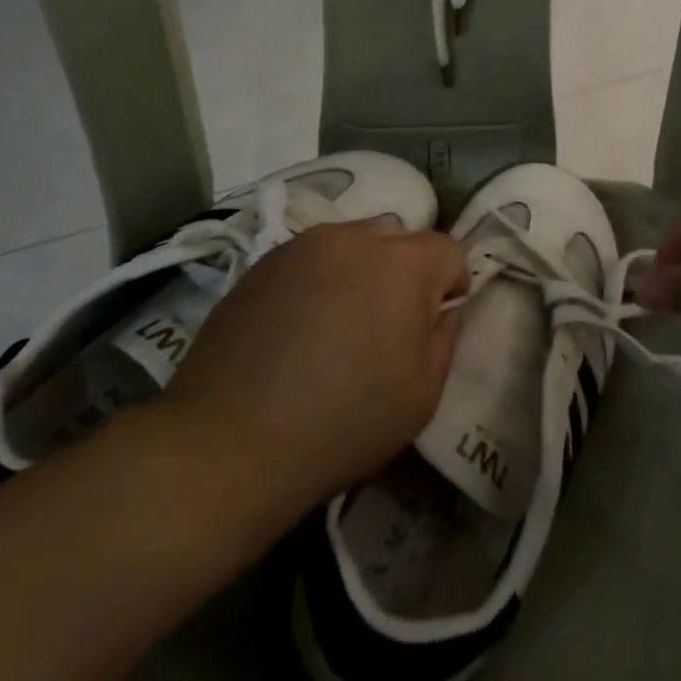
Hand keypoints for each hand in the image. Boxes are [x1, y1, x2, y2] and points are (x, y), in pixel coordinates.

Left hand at [161, 221, 467, 520]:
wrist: (230, 442)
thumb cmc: (344, 421)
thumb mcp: (423, 392)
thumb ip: (445, 336)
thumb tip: (442, 308)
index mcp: (402, 262)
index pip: (448, 251)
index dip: (451, 287)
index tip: (433, 326)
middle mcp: (354, 237)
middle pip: (399, 240)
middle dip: (406, 273)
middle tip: (387, 326)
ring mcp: (302, 246)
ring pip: (353, 244)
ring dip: (361, 272)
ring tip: (339, 325)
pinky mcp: (262, 262)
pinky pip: (311, 259)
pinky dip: (320, 281)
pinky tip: (299, 329)